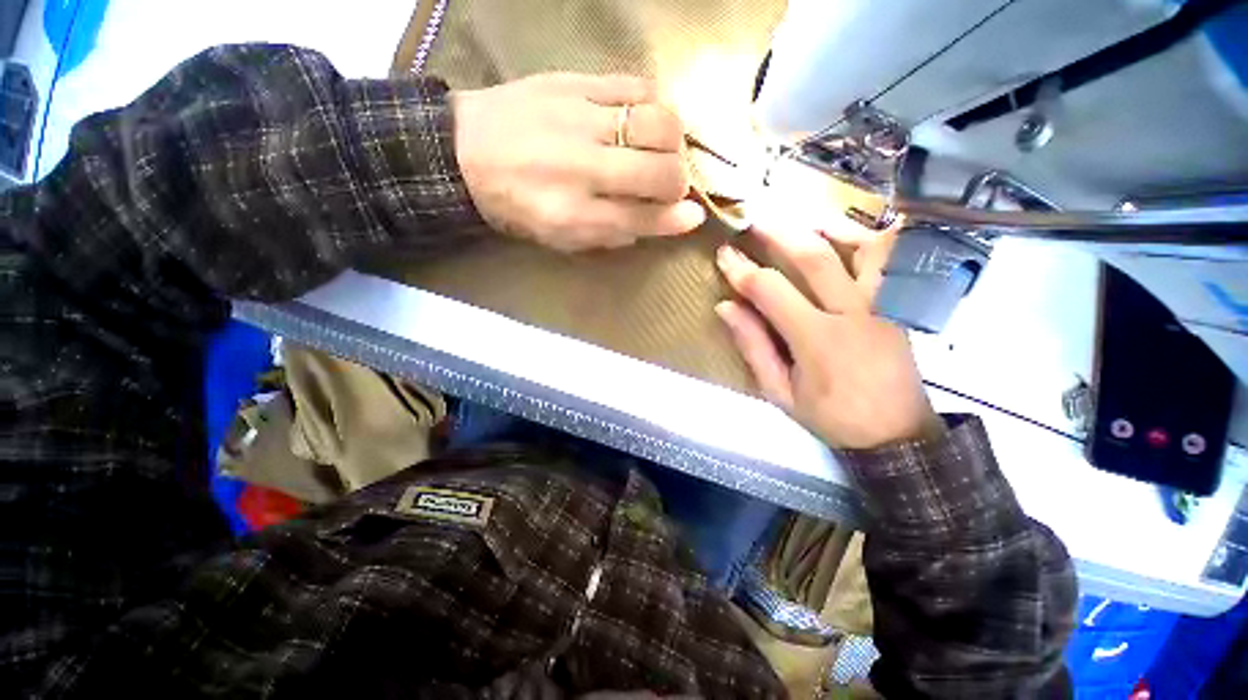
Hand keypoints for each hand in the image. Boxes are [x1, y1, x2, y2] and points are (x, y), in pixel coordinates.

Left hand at [451, 73, 705, 250]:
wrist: (465, 152)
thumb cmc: (518, 206)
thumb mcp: (561, 238)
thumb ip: (612, 234)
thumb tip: (661, 223)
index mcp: (574, 214)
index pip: (642, 218)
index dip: (675, 219)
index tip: (693, 217)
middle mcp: (582, 168)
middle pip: (659, 172)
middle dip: (679, 182)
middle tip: (671, 184)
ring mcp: (580, 118)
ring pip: (658, 124)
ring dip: (675, 141)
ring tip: (664, 150)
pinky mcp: (574, 81)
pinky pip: (636, 85)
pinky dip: (655, 104)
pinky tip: (647, 118)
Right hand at [715, 222, 942, 449]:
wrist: (896, 435)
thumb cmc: (831, 416)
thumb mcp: (780, 392)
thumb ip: (754, 346)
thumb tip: (726, 307)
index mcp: (817, 339)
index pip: (771, 291)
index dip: (743, 270)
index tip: (724, 255)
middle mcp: (853, 312)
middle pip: (815, 257)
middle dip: (779, 234)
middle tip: (754, 221)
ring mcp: (884, 305)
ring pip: (860, 248)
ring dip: (826, 228)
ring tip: (799, 220)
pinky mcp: (900, 306)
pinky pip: (888, 261)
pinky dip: (868, 240)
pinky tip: (847, 235)